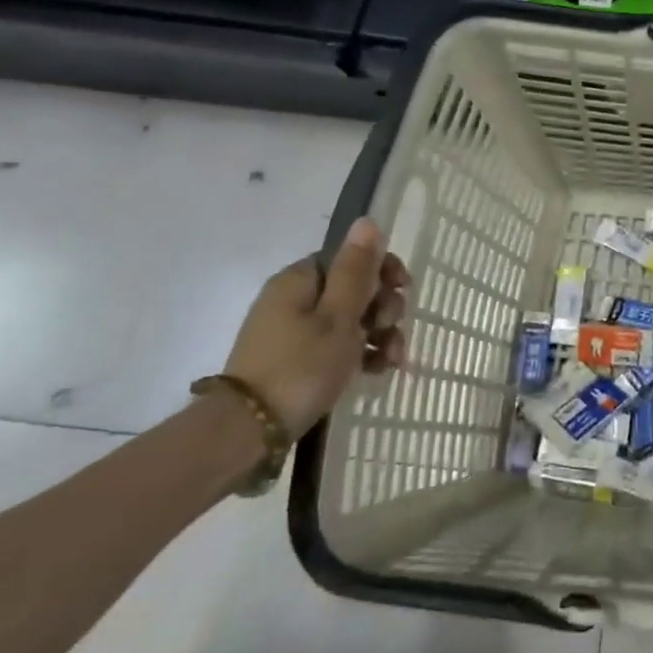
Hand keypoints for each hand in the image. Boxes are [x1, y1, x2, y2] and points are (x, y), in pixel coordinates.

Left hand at [219, 217, 409, 437]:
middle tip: (391, 329)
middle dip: (385, 308)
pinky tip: (378, 371)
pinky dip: (363, 354)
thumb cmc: (301, 366)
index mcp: (301, 280)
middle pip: (356, 289)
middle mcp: (296, 299)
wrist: (249, 431)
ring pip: (353, 320)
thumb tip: (367, 220)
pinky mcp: (298, 360)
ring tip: (392, 359)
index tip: (403, 291)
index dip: (383, 270)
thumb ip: (357, 269)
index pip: (352, 258)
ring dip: (381, 335)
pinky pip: (340, 346)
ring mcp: (295, 331)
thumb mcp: (339, 315)